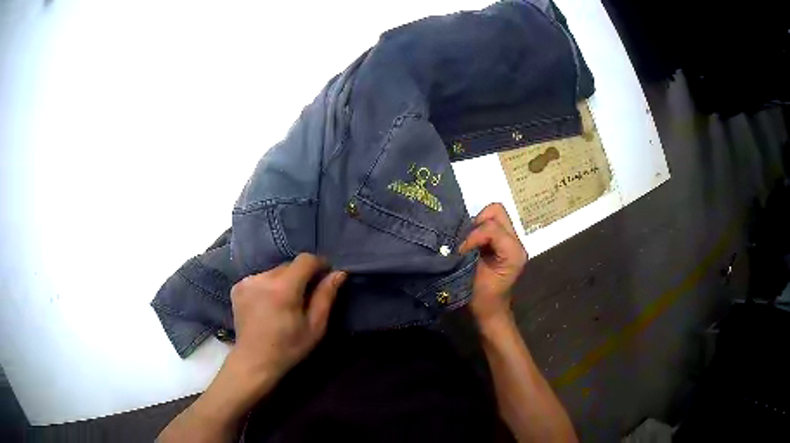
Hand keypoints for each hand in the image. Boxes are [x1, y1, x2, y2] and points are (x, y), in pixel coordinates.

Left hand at [228, 253, 346, 385]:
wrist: (254, 360)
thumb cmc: (289, 347)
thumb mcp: (315, 327)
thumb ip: (326, 296)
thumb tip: (339, 273)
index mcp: (283, 288)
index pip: (305, 260)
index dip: (319, 264)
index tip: (326, 275)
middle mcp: (263, 278)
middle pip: (289, 266)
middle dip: (301, 276)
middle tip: (306, 296)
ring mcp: (247, 281)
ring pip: (274, 272)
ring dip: (284, 281)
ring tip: (286, 302)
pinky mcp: (237, 287)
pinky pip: (260, 278)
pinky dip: (268, 286)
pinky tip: (268, 304)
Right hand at [458, 203, 527, 326]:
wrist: (490, 311)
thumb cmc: (481, 298)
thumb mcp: (471, 276)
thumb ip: (467, 253)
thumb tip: (454, 237)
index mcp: (514, 252)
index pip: (491, 228)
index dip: (472, 237)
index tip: (460, 252)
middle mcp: (516, 242)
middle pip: (496, 212)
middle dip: (477, 224)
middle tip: (466, 241)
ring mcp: (511, 240)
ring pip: (493, 215)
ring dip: (477, 226)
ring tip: (468, 243)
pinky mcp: (503, 241)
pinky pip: (490, 224)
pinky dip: (478, 230)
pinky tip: (471, 244)